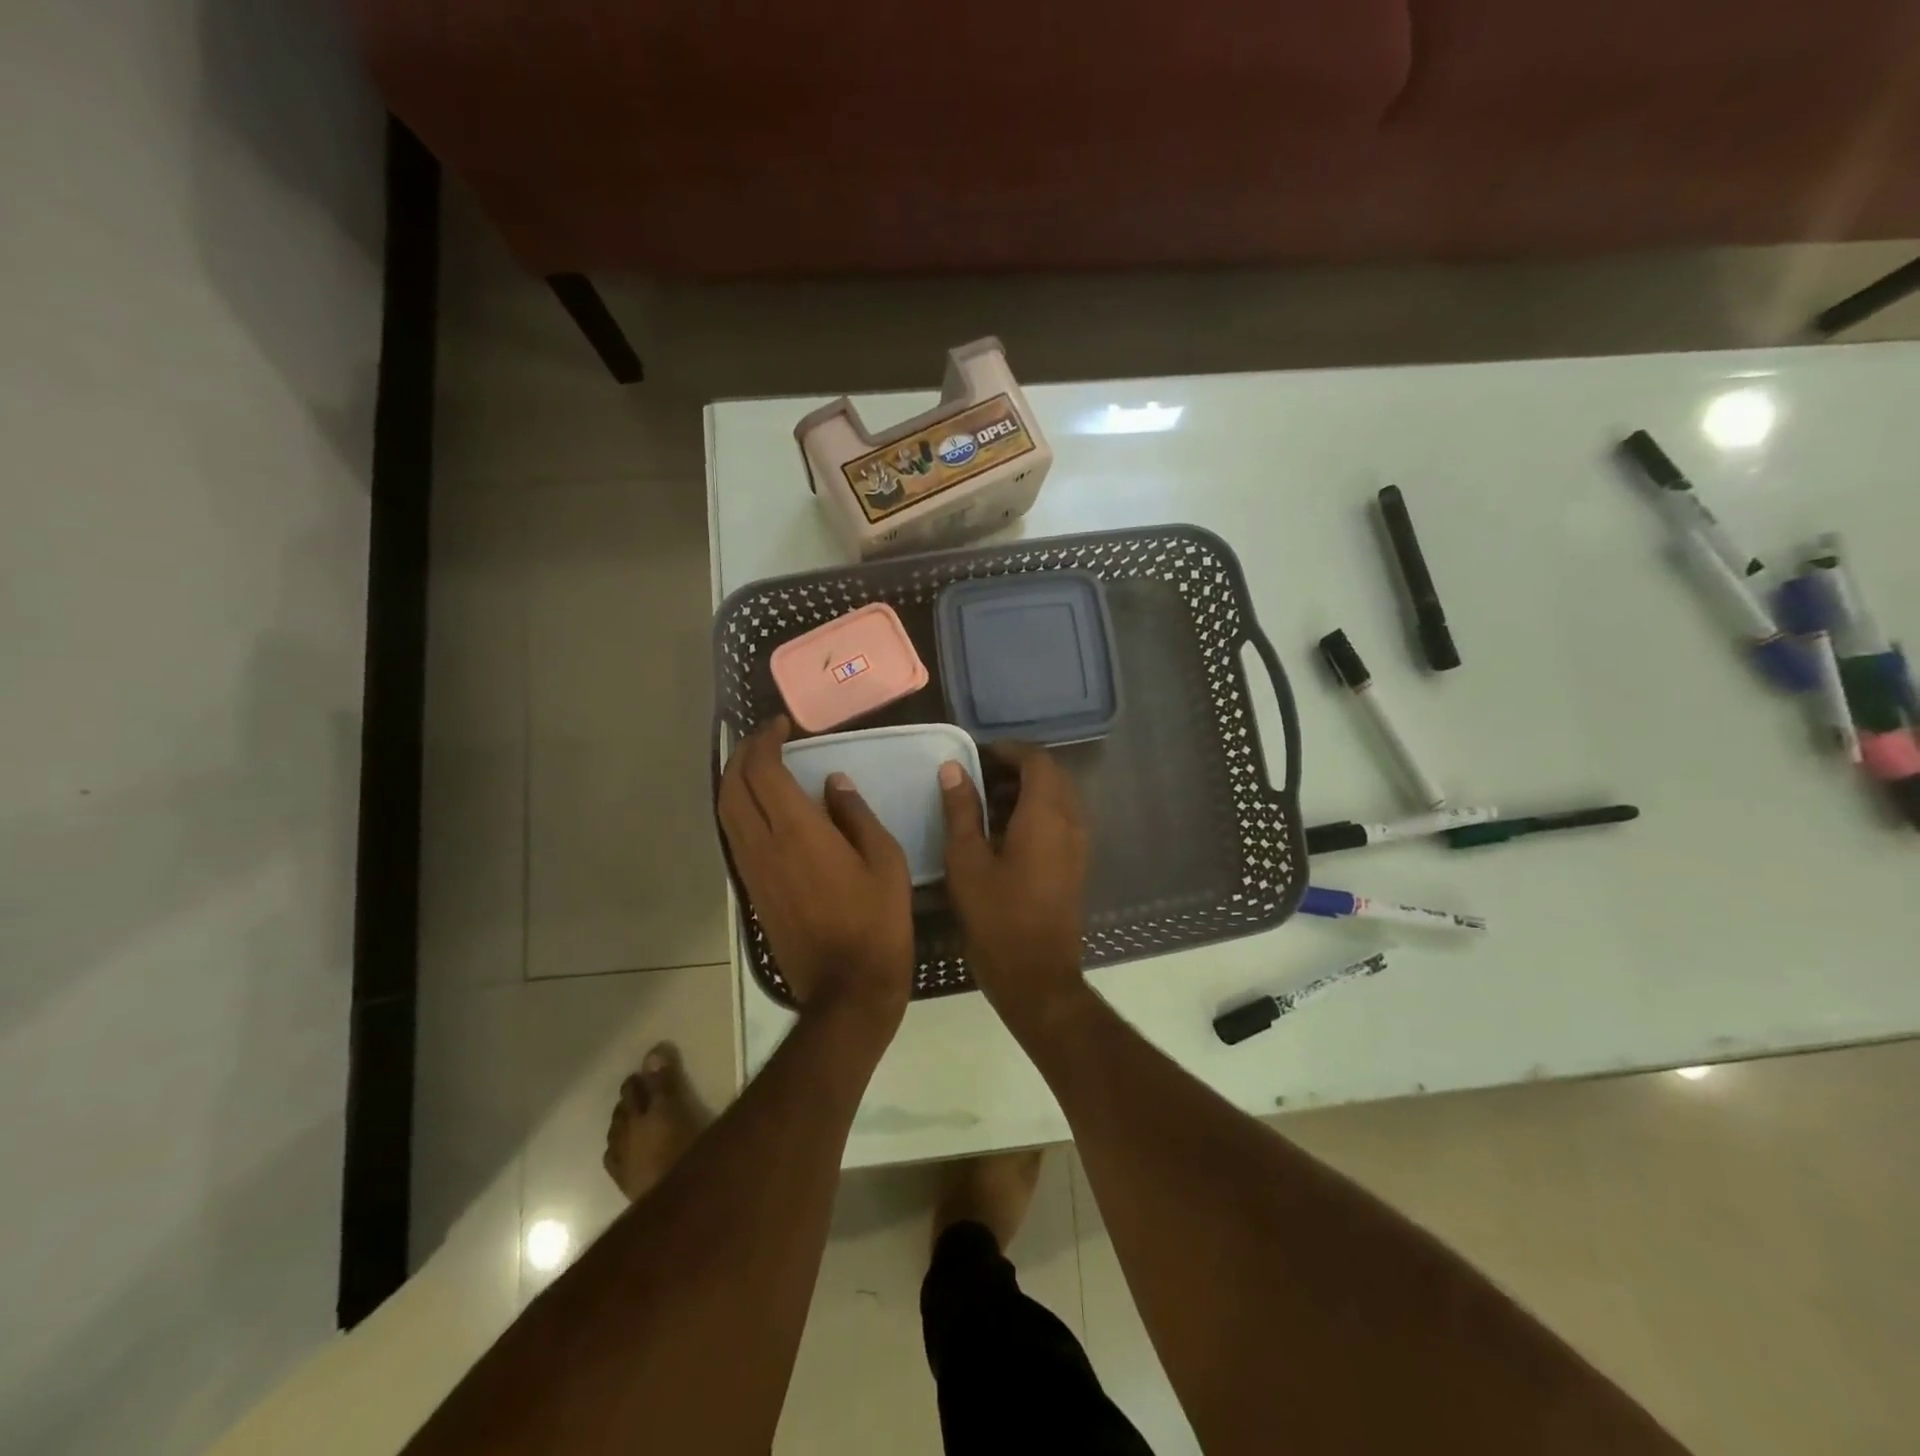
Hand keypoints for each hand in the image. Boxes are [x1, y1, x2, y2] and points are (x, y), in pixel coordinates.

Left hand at [718, 718, 913, 1032]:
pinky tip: (758, 807)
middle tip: (765, 738)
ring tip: (756, 764)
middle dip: (742, 754)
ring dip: (734, 781)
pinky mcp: (752, 891)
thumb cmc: (877, 922)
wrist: (847, 987)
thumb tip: (833, 784)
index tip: (781, 725)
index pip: (763, 771)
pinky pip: (733, 837)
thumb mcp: (885, 861)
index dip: (765, 740)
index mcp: (798, 832)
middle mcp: (764, 845)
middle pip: (733, 787)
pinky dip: (737, 809)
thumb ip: (856, 816)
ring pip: (725, 812)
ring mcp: (752, 870)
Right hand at [938, 742, 1089, 1032]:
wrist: (1037, 976)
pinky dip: (1035, 812)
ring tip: (984, 803)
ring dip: (1026, 790)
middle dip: (1016, 768)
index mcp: (1046, 814)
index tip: (976, 755)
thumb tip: (953, 769)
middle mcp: (1071, 821)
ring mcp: (1078, 844)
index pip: (1036, 760)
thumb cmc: (996, 917)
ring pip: (1057, 798)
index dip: (1007, 751)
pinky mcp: (1076, 864)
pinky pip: (1060, 820)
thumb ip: (961, 810)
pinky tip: (1003, 832)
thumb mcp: (967, 861)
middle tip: (977, 777)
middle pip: (1051, 775)